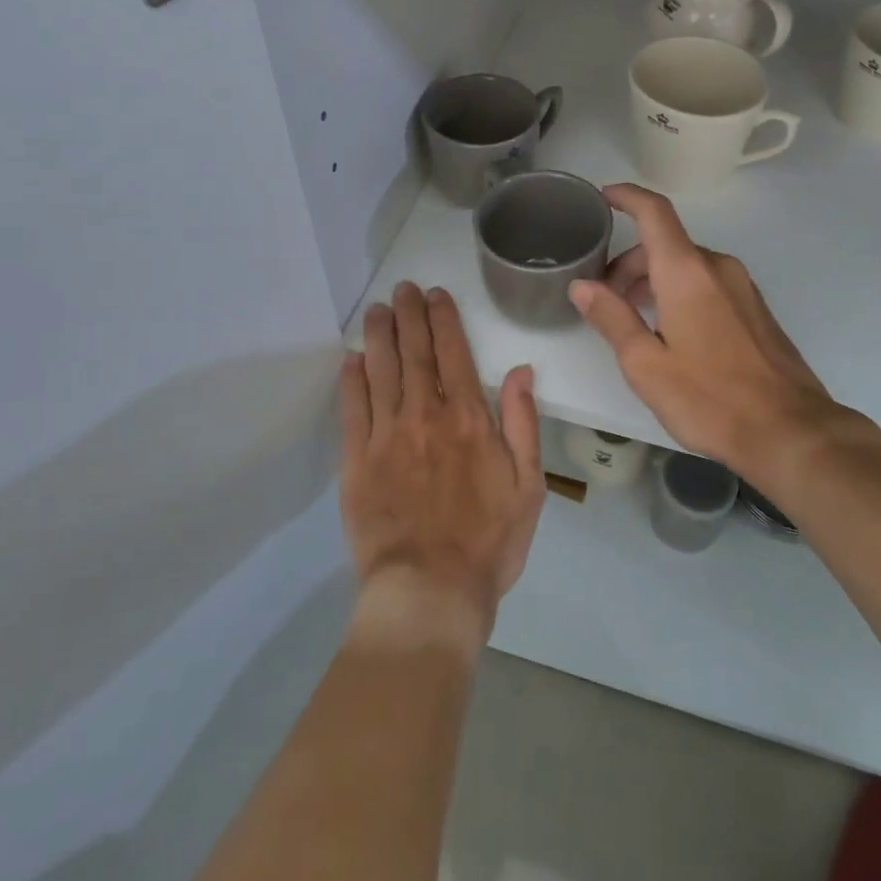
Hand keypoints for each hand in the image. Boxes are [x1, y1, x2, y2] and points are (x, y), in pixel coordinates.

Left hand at [340, 282, 545, 651]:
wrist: (431, 591)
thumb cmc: (488, 542)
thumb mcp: (528, 486)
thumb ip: (522, 423)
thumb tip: (520, 371)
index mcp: (468, 419)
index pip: (454, 353)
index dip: (443, 319)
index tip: (435, 294)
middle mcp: (425, 415)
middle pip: (415, 353)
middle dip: (409, 315)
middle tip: (401, 288)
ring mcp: (386, 436)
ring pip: (381, 371)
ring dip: (379, 336)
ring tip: (376, 310)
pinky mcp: (356, 461)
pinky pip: (352, 409)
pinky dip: (352, 380)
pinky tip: (351, 359)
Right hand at [569, 184, 870, 480]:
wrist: (790, 432)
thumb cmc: (710, 398)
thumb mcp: (646, 364)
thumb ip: (611, 318)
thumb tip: (581, 286)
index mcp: (687, 272)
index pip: (654, 213)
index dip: (626, 196)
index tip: (603, 197)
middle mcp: (717, 267)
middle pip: (665, 244)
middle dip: (629, 263)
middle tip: (605, 298)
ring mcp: (742, 286)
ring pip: (687, 265)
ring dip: (654, 280)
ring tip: (634, 319)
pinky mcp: (756, 308)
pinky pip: (708, 283)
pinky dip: (680, 291)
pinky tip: (672, 331)